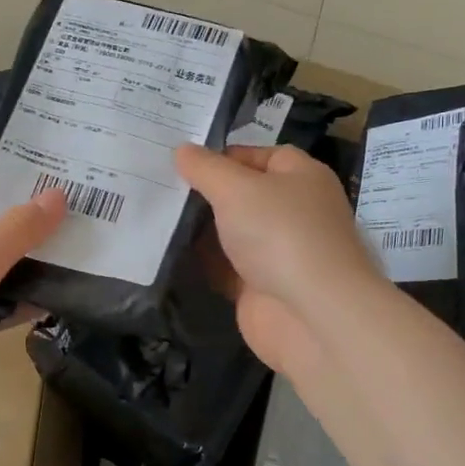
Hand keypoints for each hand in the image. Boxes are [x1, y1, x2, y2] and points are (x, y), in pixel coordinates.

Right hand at [175, 143, 385, 376]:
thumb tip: (183, 150)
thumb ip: (206, 168)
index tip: (179, 161)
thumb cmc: (280, 234)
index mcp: (300, 176)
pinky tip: (167, 252)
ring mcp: (278, 251)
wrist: (312, 315)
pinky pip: (225, 267)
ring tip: (152, 215)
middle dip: (204, 192)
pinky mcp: (261, 286)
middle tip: (157, 185)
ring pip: (231, 232)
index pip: (257, 155)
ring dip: (199, 229)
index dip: (220, 156)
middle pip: (242, 194)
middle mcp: (292, 210)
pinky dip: (202, 263)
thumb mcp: (236, 188)